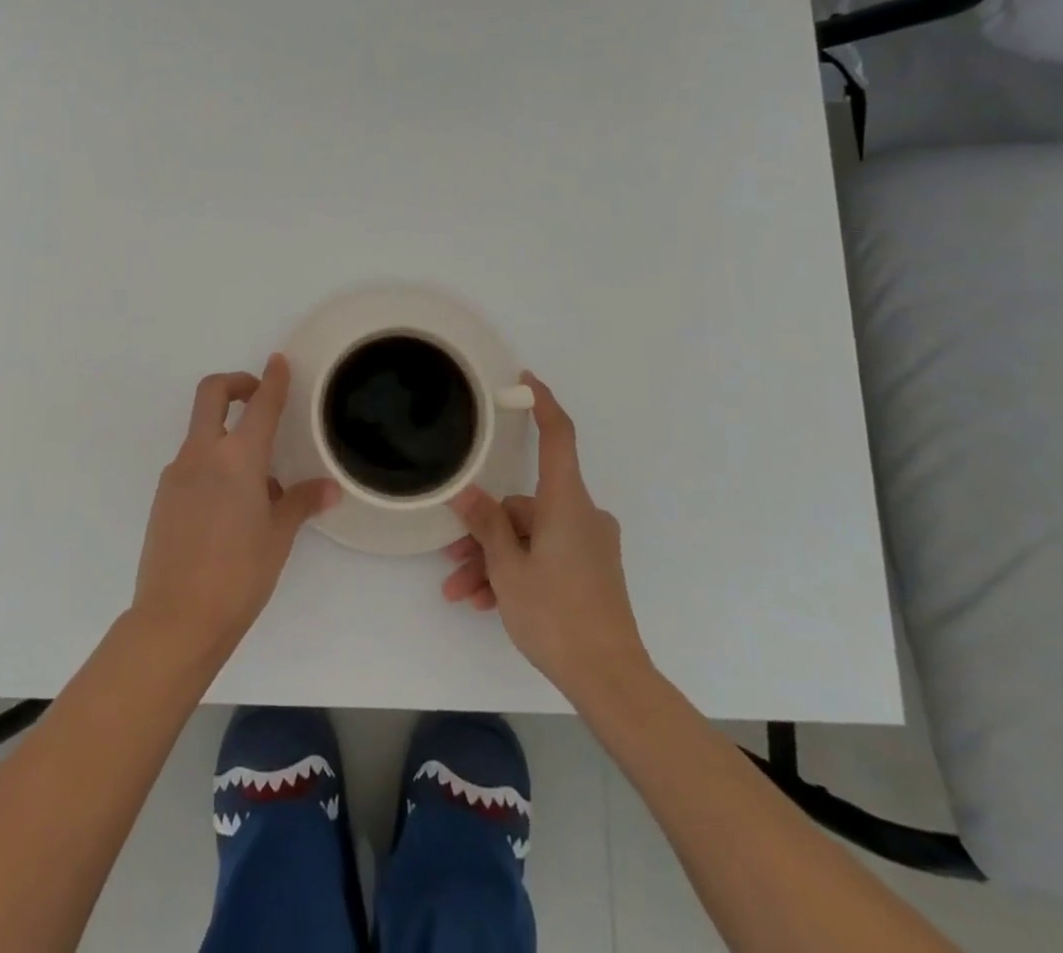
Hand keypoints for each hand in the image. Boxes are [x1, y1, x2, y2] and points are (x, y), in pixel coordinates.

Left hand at [131, 356, 338, 668]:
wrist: (176, 620)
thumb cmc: (239, 575)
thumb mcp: (278, 537)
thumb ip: (301, 502)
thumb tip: (329, 487)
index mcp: (238, 458)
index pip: (260, 405)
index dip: (272, 379)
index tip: (277, 361)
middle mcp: (203, 455)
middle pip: (212, 394)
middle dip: (235, 383)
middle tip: (255, 396)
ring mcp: (177, 474)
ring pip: (201, 433)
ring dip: (225, 434)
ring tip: (256, 481)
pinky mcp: (163, 497)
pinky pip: (192, 465)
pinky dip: (212, 466)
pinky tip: (229, 508)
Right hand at [441, 373, 651, 705]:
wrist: (611, 680)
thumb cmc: (557, 616)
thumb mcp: (509, 569)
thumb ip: (486, 525)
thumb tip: (464, 490)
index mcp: (568, 503)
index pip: (558, 437)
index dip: (543, 404)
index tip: (526, 381)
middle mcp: (582, 515)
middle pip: (524, 505)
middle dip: (485, 532)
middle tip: (451, 561)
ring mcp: (588, 544)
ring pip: (529, 537)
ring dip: (494, 560)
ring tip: (461, 592)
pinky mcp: (590, 570)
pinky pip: (544, 556)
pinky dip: (516, 572)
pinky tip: (486, 602)